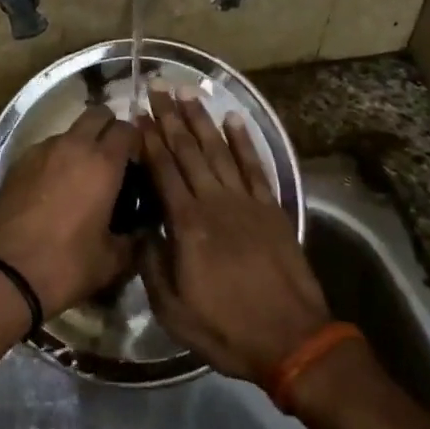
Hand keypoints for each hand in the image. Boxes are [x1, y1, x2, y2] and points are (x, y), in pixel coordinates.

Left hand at [0, 105, 138, 318]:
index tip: (138, 164)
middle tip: (113, 160)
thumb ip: (134, 240)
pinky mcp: (16, 163)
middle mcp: (72, 145)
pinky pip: (45, 149)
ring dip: (80, 144)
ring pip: (69, 131)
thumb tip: (143, 230)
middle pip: (97, 114)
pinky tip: (53, 189)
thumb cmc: (66, 265)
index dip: (136, 143)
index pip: (128, 129)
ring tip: (81, 178)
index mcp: (102, 163)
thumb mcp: (112, 261)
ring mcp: (40, 150)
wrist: (2, 273)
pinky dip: (55, 159)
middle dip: (109, 129)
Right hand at [139, 89, 331, 381]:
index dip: (149, 141)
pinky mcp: (271, 209)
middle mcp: (215, 203)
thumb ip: (152, 265)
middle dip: (171, 118)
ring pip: (220, 150)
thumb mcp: (173, 310)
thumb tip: (140, 230)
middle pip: (189, 151)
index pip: (163, 171)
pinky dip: (244, 140)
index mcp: (188, 225)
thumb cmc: (226, 328)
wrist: (292, 339)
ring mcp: (246, 202)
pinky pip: (255, 166)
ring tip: (188, 93)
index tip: (137, 115)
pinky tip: (233, 119)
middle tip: (158, 88)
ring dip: (202, 120)